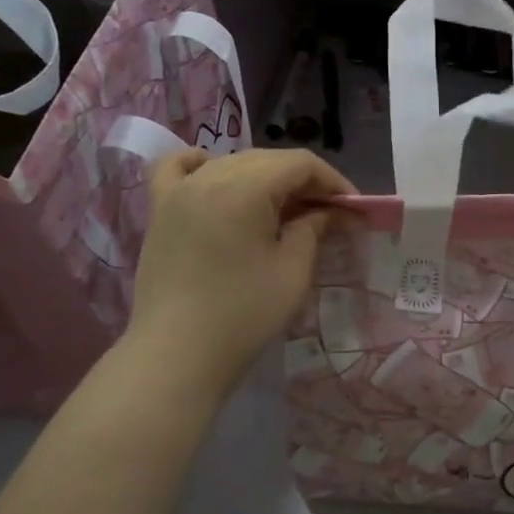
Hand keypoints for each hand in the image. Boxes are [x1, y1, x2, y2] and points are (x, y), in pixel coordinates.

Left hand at [123, 148, 353, 399]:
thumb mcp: (293, 271)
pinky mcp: (160, 211)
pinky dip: (202, 165)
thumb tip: (330, 211)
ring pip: (231, 163)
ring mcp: (179, 191)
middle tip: (328, 215)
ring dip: (264, 178)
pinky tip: (214, 176)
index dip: (333, 181)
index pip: (300, 163)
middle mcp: (209, 175)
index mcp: (245, 186)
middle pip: (267, 160)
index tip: (353, 209)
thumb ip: (314, 229)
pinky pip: (177, 168)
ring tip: (283, 210)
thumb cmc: (244, 314)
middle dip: (303, 182)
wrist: (177, 354)